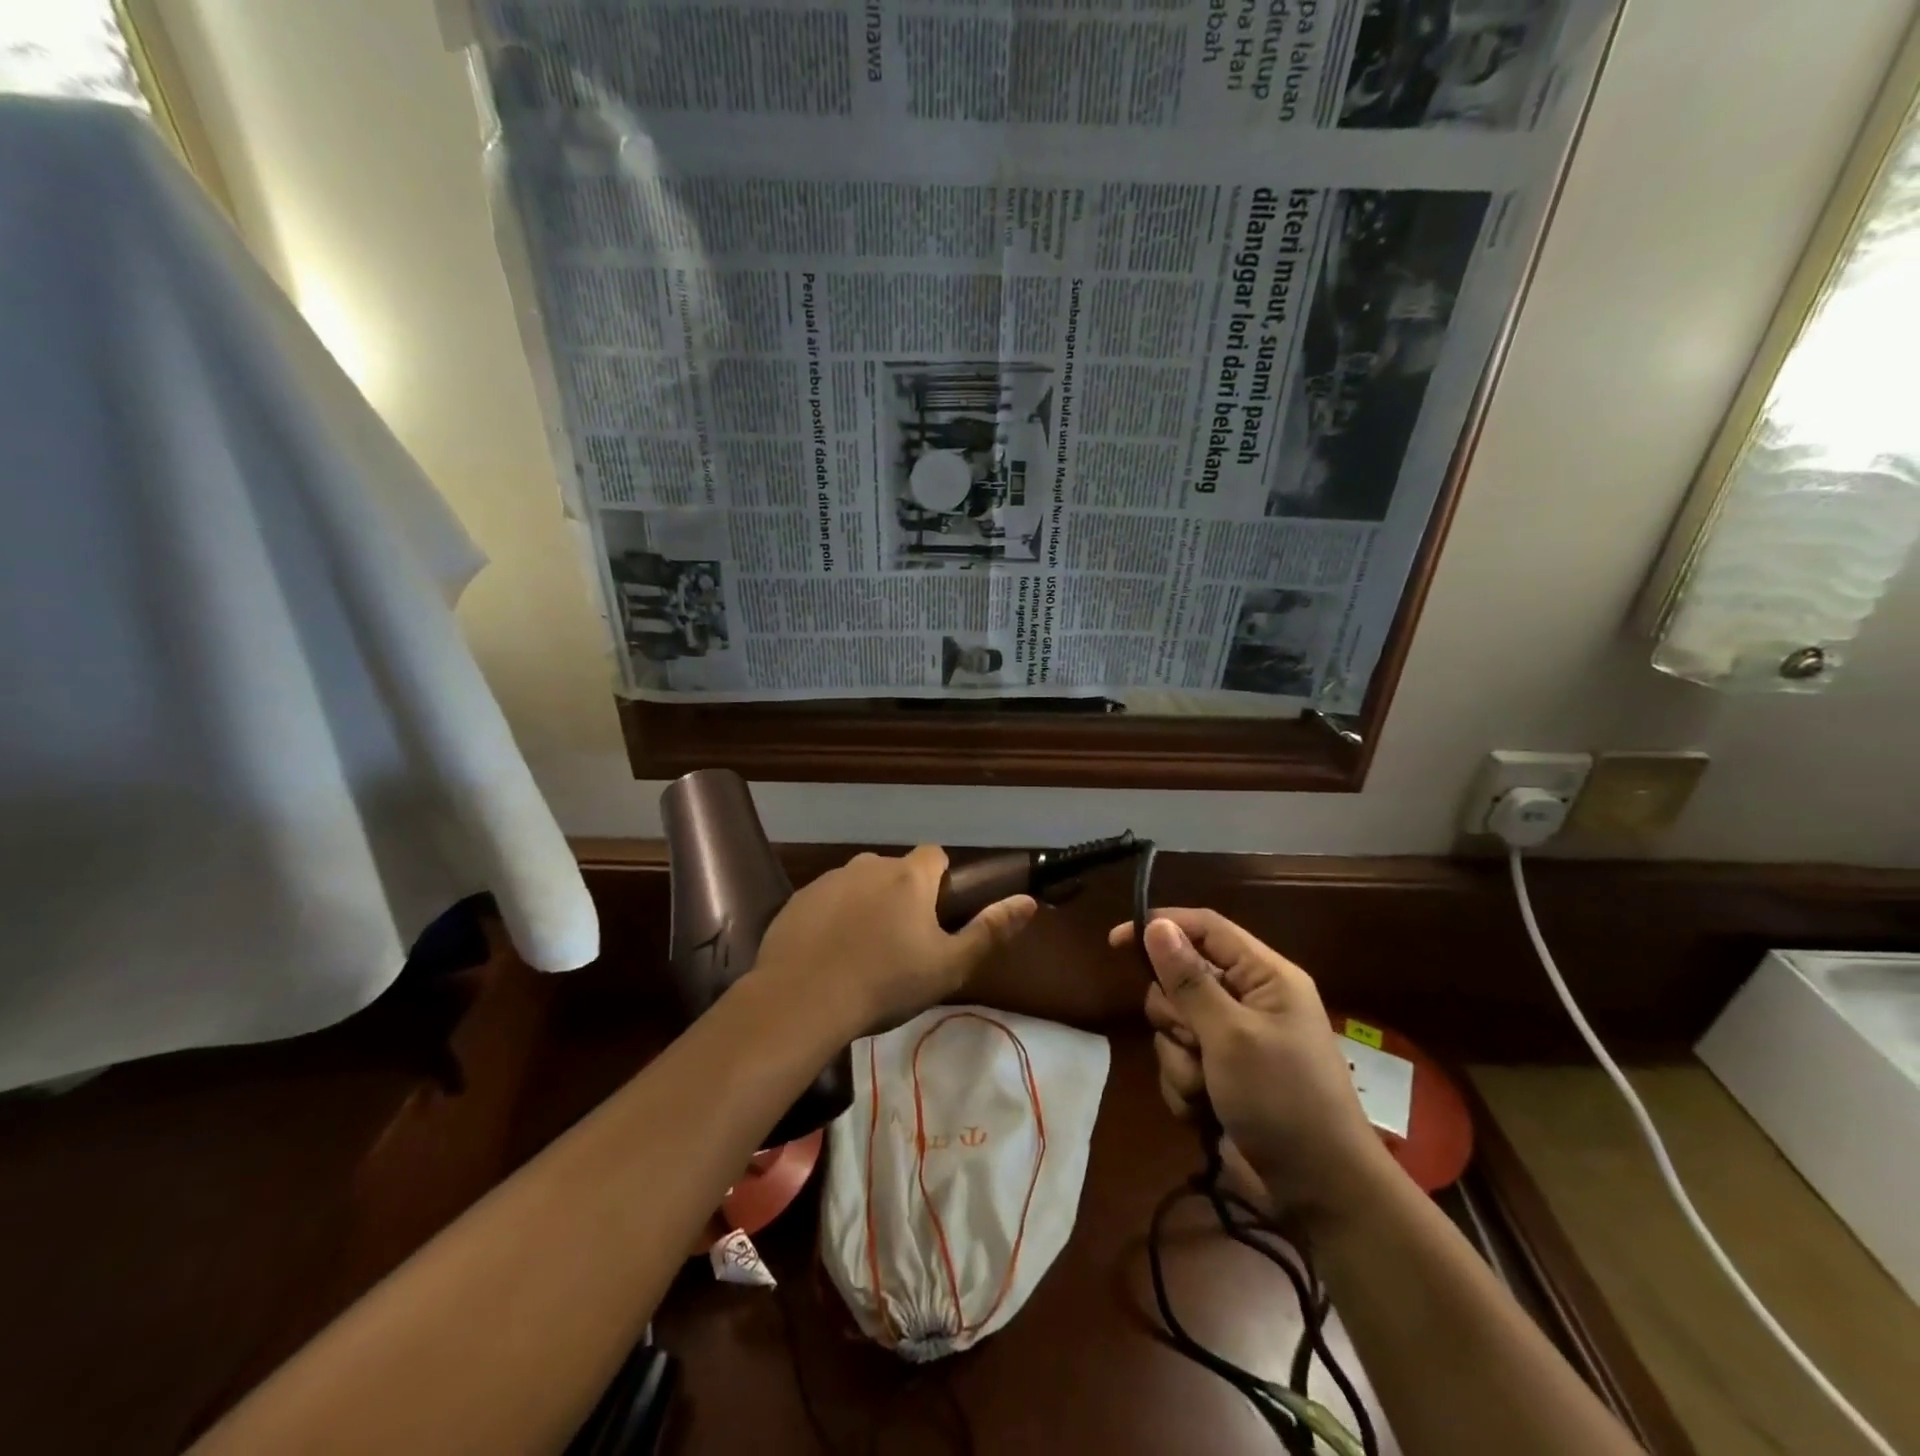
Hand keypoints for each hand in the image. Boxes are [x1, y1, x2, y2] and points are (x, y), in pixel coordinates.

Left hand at [756, 847, 1036, 1036]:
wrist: (801, 1000)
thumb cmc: (885, 983)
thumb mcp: (948, 966)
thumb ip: (990, 931)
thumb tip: (1028, 901)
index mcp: (909, 877)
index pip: (935, 855)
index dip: (941, 881)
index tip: (937, 914)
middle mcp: (869, 865)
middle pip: (896, 870)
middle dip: (902, 895)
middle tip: (901, 943)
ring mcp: (829, 880)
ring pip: (859, 884)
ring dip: (867, 905)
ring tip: (862, 953)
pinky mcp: (798, 899)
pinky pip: (827, 901)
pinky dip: (833, 918)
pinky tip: (828, 955)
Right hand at [1108, 909, 1394, 1230]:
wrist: (1319, 1194)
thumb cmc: (1283, 1100)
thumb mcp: (1231, 1035)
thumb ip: (1190, 979)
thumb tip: (1156, 925)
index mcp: (1264, 977)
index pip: (1205, 928)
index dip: (1162, 927)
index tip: (1117, 942)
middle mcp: (1247, 1000)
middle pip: (1180, 978)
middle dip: (1175, 1015)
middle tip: (1194, 1041)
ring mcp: (1232, 1040)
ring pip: (1173, 1025)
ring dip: (1179, 1059)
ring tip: (1205, 1088)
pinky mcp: (1219, 1075)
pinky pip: (1178, 1062)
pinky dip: (1184, 1086)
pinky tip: (1204, 1110)